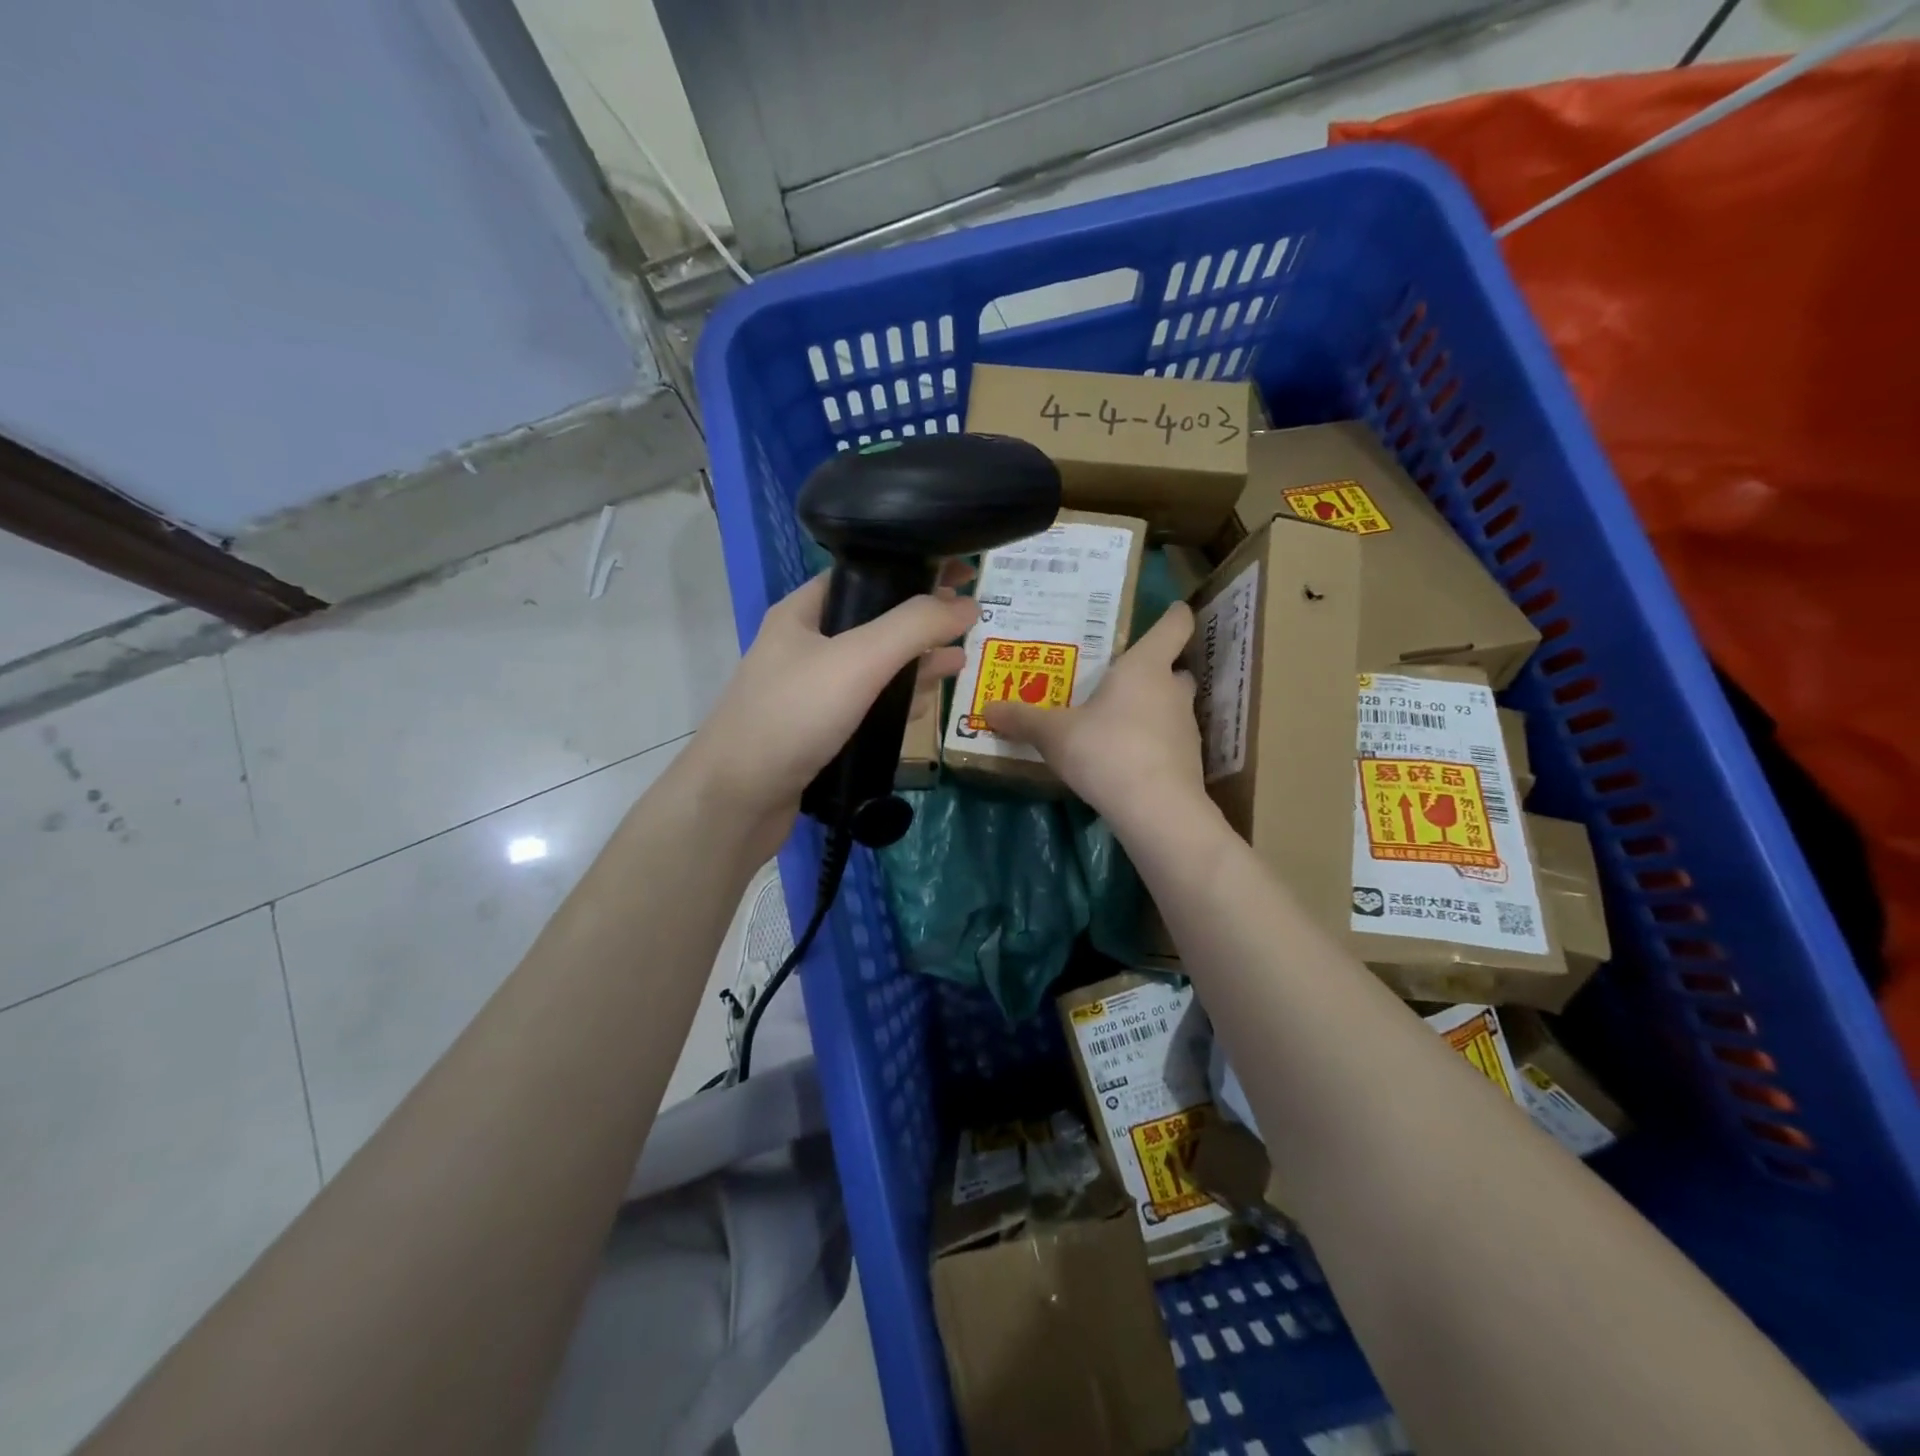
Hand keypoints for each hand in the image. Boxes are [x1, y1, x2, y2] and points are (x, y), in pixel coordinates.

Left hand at [683, 565, 976, 853]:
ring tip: (957, 664)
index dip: (913, 571)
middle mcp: (805, 645)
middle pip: (875, 623)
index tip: (960, 576)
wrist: (736, 800)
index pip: (866, 575)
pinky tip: (923, 707)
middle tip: (967, 625)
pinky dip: (895, 703)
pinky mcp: (817, 731)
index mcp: (803, 612)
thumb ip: (915, 627)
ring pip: (873, 669)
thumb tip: (967, 603)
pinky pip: (865, 707)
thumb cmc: (793, 716)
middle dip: (920, 624)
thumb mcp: (859, 660)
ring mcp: (809, 691)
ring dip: (914, 665)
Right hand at [983, 602, 1210, 833]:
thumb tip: (988, 708)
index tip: (1170, 610)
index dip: (1174, 615)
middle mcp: (1173, 690)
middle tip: (1121, 679)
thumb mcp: (1053, 734)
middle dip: (1155, 671)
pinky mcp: (1188, 762)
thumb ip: (1023, 719)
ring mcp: (1186, 728)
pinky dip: (1153, 743)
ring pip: (1172, 707)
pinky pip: (1169, 741)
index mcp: (1146, 667)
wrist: (1156, 810)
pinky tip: (1126, 758)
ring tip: (1117, 722)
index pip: (1175, 625)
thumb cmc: (1106, 751)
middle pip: (1174, 669)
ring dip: (1152, 709)